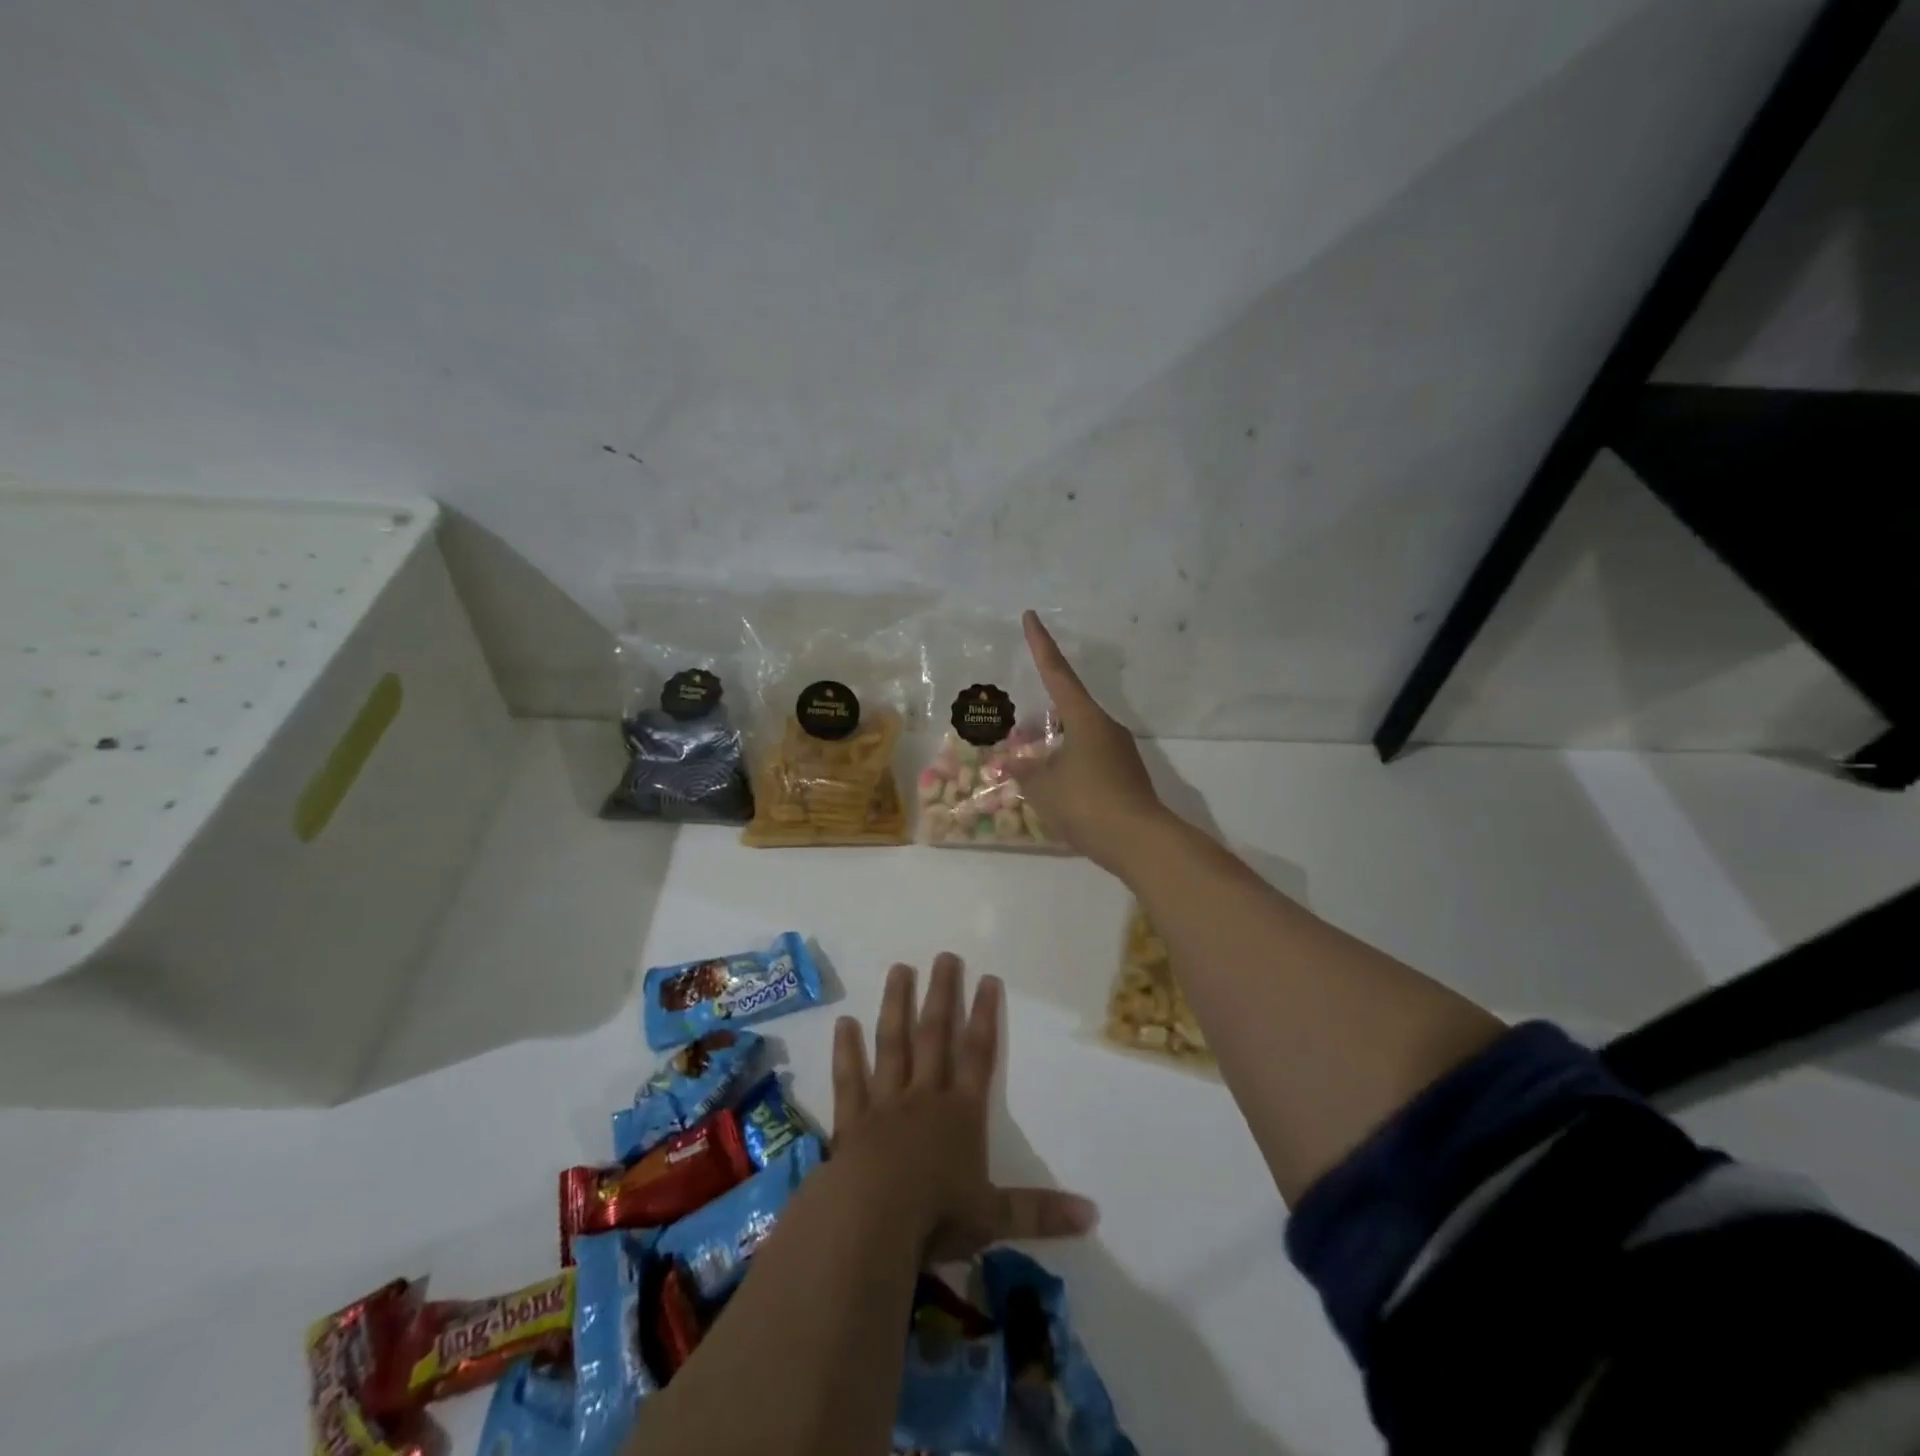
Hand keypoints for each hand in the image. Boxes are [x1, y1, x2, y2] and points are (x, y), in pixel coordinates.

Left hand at [831, 954, 1096, 1261]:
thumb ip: (1040, 1214)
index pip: (978, 1055)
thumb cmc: (937, 1217)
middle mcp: (924, 1097)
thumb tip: (1093, 1215)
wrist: (872, 1221)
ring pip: (892, 1044)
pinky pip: (848, 1078)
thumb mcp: (994, 1219)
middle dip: (942, 995)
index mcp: (961, 1114)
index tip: (987, 978)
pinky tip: (843, 1022)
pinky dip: (845, 1051)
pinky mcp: (851, 1120)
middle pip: (935, 1036)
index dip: (985, 1016)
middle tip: (944, 956)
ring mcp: (884, 1103)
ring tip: (899, 969)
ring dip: (896, 1006)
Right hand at [1011, 610, 1168, 873]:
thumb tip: (1013, 761)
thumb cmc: (1086, 803)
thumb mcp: (1043, 787)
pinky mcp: (1125, 776)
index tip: (1031, 616)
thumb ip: (1024, 770)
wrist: (1139, 841)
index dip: (1041, 645)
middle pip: (1070, 708)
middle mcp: (1106, 727)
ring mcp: (1120, 752)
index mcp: (1085, 718)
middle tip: (1020, 728)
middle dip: (1044, 714)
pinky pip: (1089, 760)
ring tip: (1033, 764)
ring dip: (1056, 745)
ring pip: (1079, 737)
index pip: (1057, 673)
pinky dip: (1069, 766)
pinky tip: (1057, 787)